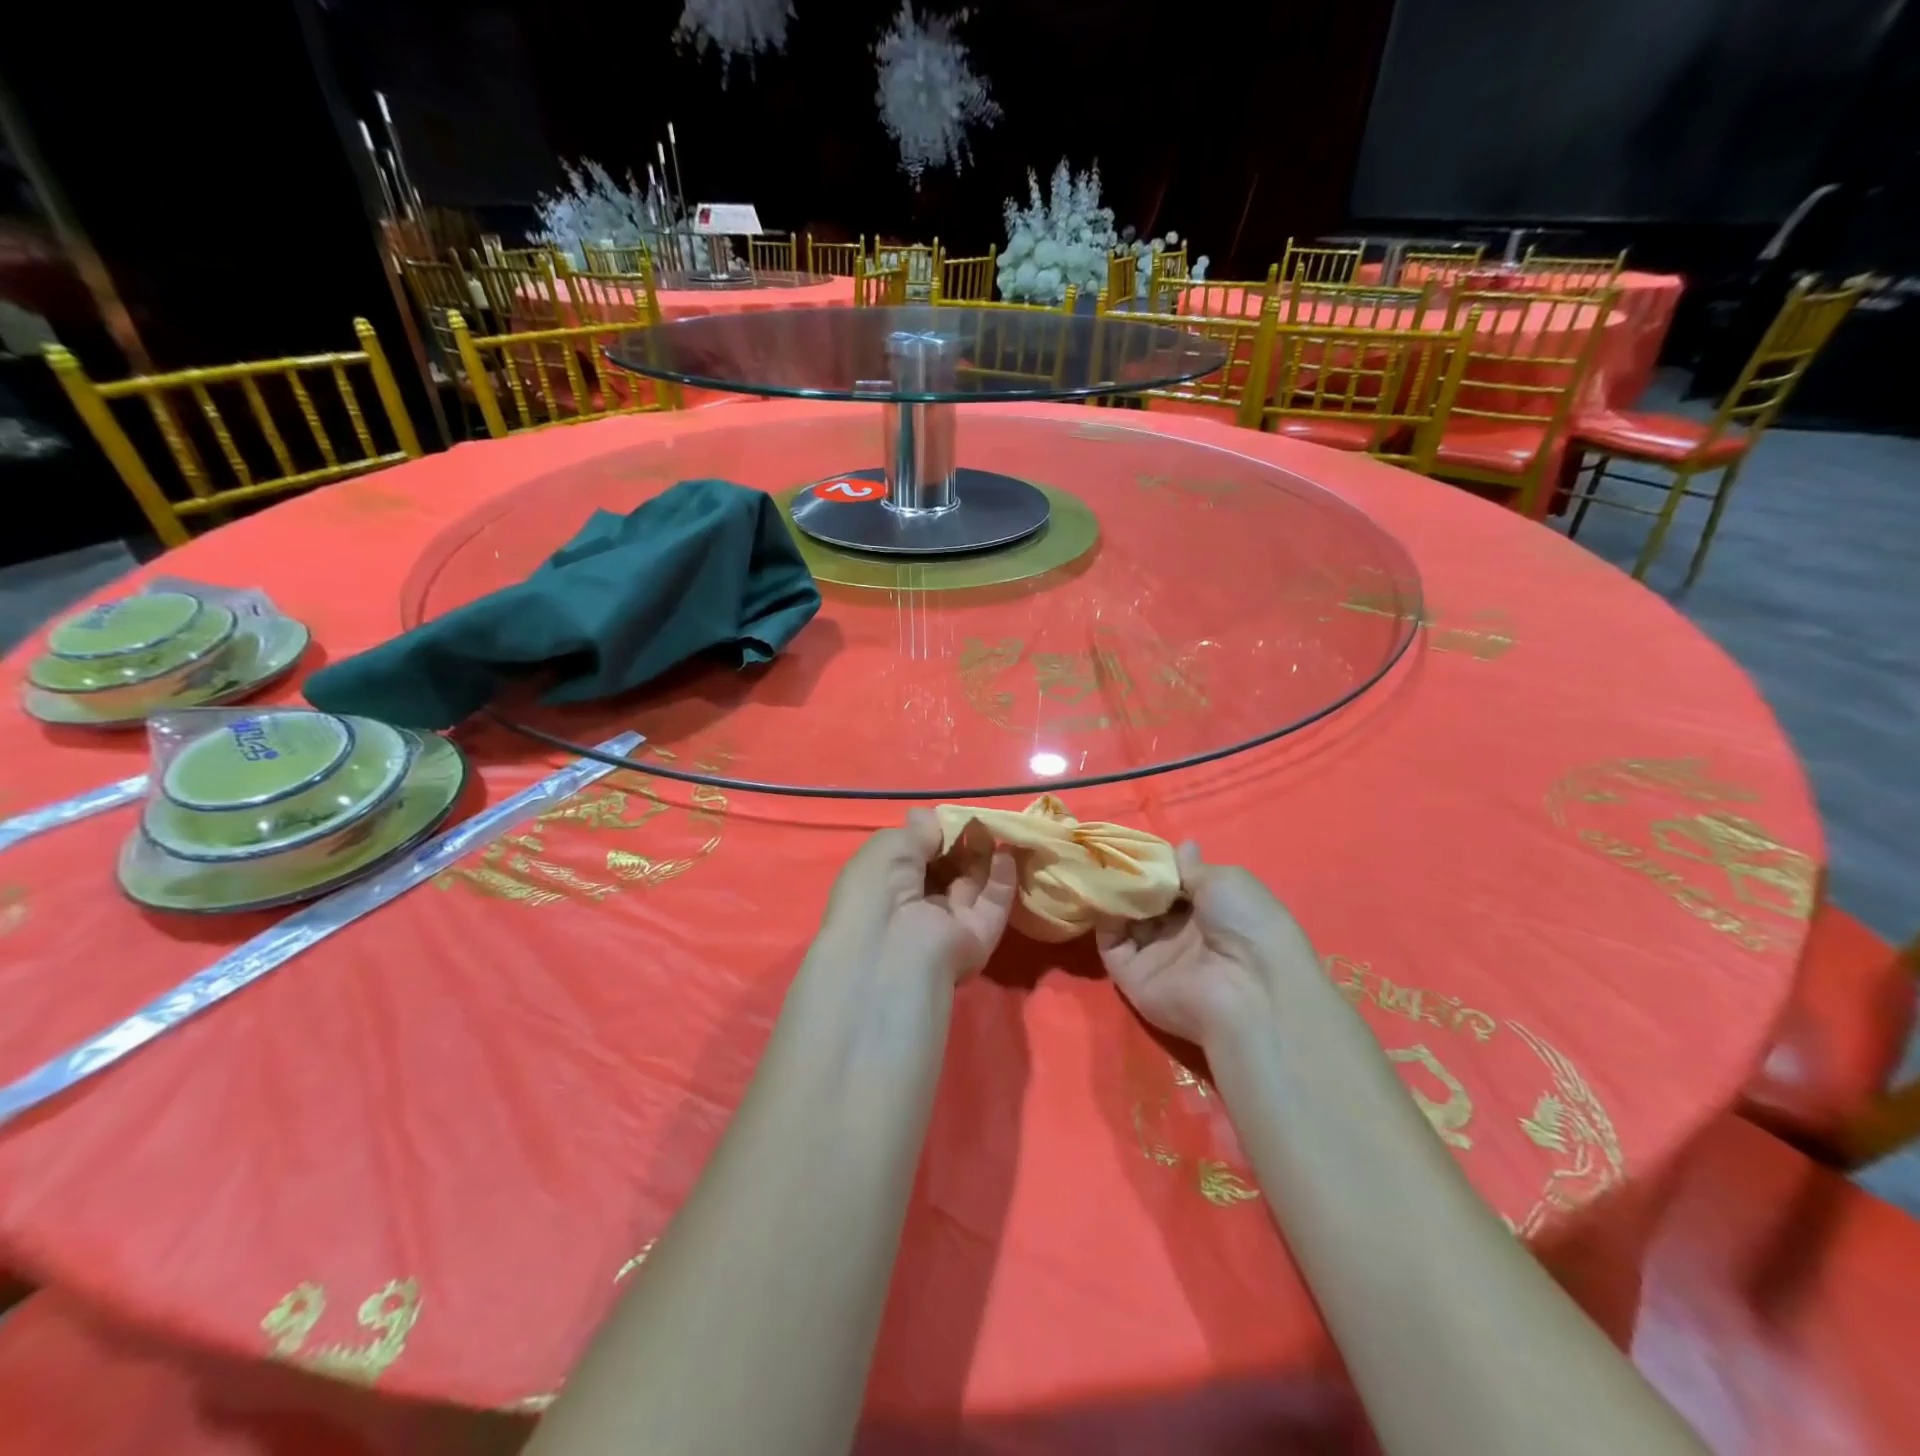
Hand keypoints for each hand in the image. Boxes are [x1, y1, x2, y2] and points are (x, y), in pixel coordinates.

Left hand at [816, 809, 1017, 984]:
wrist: (893, 951)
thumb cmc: (877, 890)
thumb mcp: (889, 848)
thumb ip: (917, 832)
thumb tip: (930, 816)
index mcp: (885, 888)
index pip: (915, 857)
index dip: (932, 835)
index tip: (949, 817)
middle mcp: (916, 906)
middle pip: (946, 870)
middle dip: (962, 844)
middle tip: (978, 820)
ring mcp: (948, 923)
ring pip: (971, 885)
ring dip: (984, 856)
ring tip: (995, 828)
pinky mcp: (977, 937)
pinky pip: (993, 905)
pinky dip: (1003, 879)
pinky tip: (1007, 852)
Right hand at [1095, 842, 1316, 1047]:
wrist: (1247, 989)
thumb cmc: (1246, 924)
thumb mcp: (1227, 880)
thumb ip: (1192, 867)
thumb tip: (1183, 845)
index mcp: (1209, 912)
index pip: (1173, 885)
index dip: (1155, 865)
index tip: (1135, 845)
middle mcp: (1180, 934)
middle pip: (1145, 901)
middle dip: (1129, 877)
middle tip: (1109, 852)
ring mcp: (1155, 956)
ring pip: (1124, 920)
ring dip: (1113, 895)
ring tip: (1101, 868)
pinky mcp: (1132, 977)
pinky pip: (1111, 945)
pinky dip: (1103, 922)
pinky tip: (1103, 897)